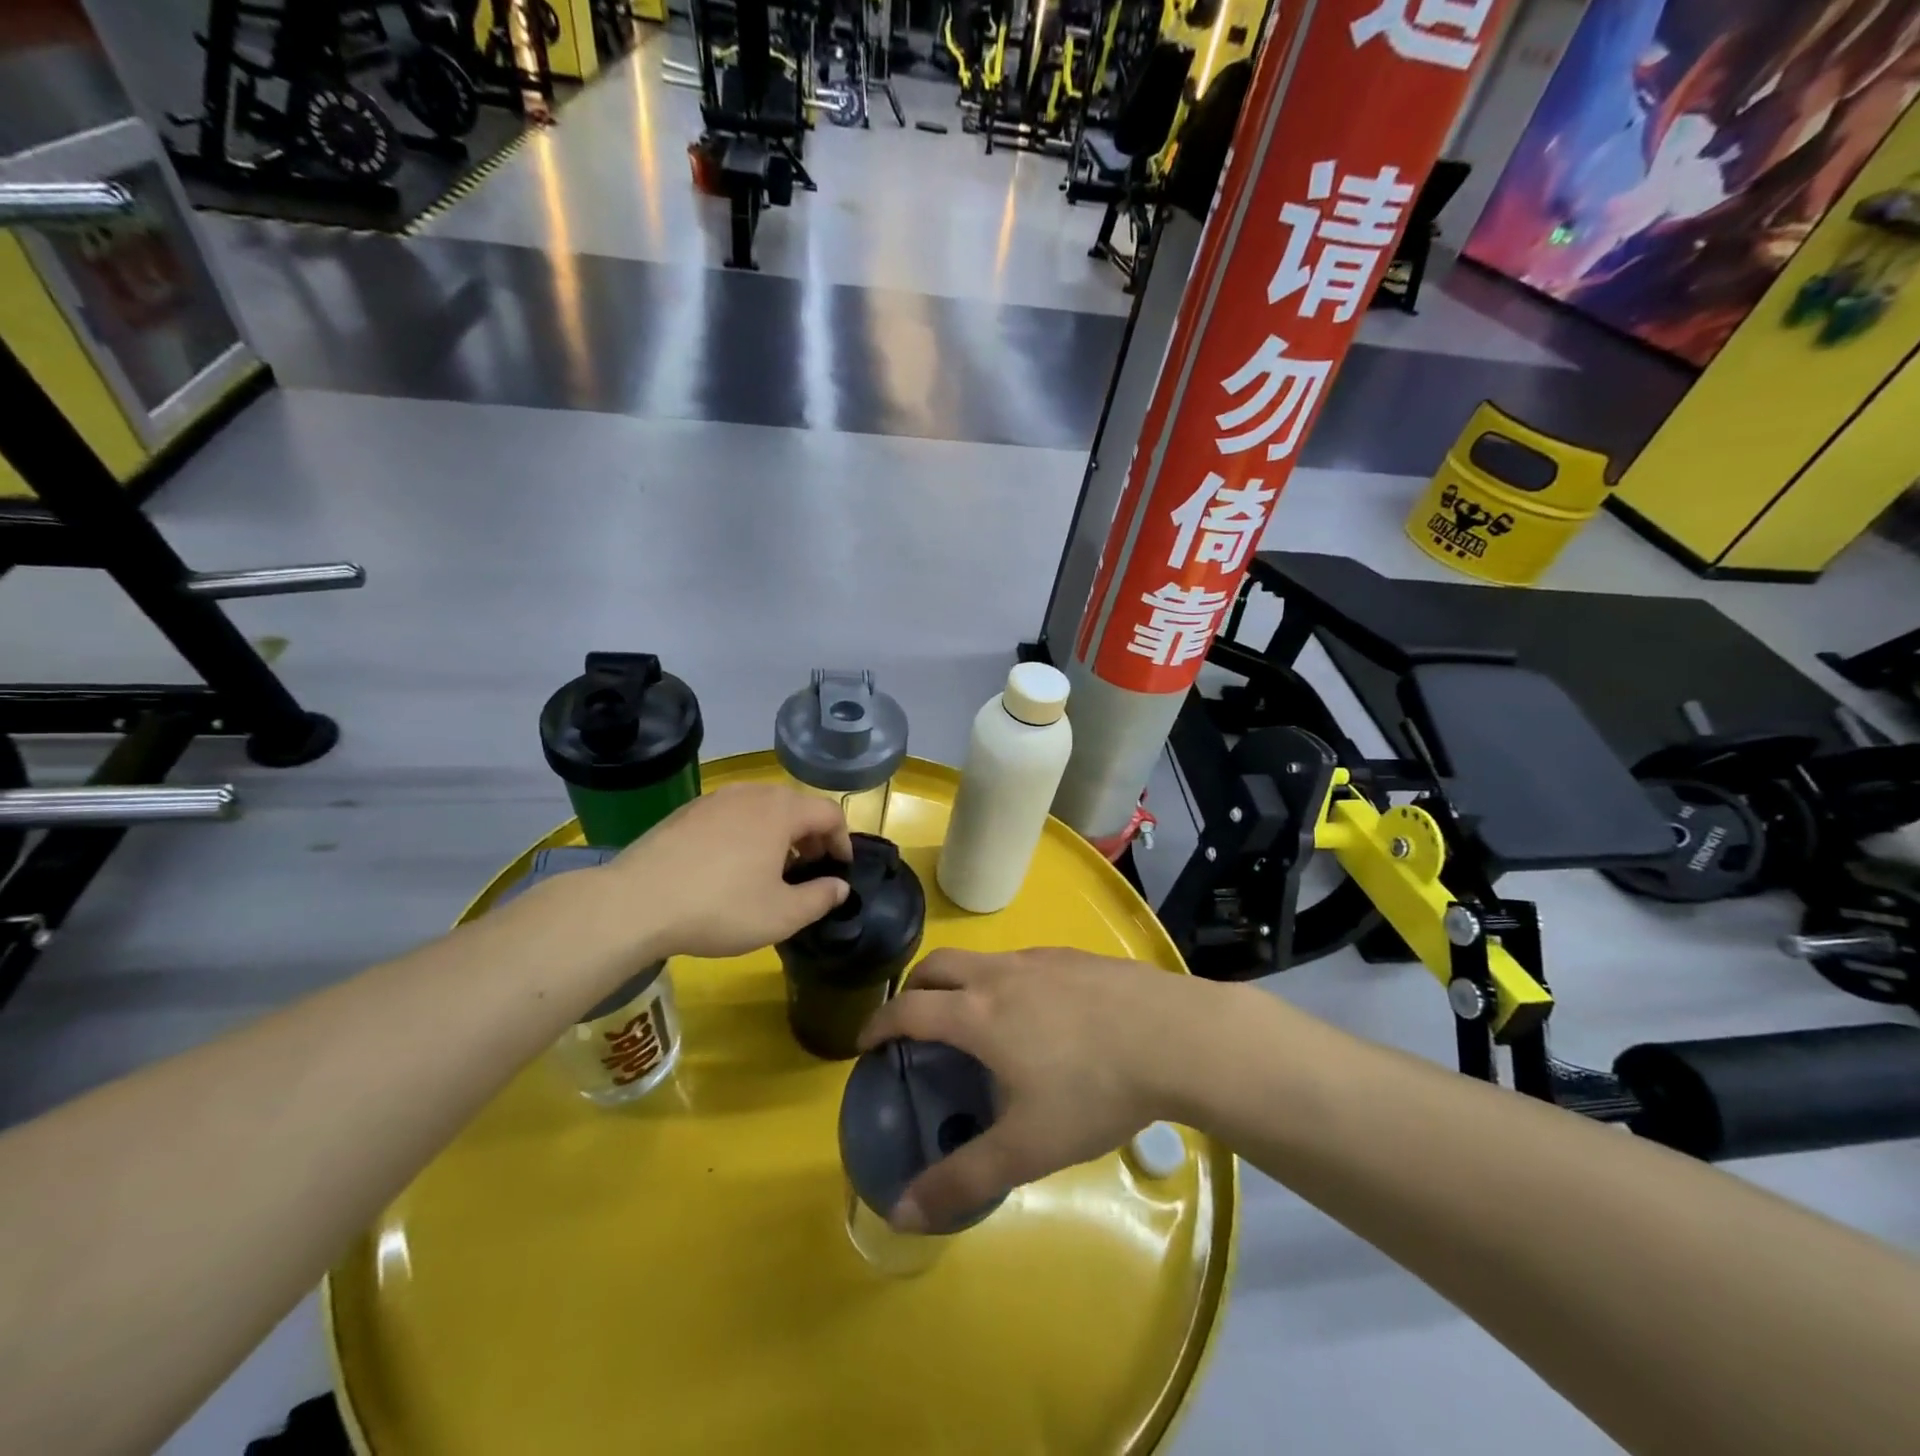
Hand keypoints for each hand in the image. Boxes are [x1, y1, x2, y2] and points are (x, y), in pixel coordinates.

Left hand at [611, 783, 851, 959]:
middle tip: (808, 870)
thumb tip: (840, 887)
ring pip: (763, 807)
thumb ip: (820, 898)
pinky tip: (730, 865)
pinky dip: (746, 832)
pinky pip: (732, 814)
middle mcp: (752, 793)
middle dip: (811, 836)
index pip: (829, 813)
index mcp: (782, 810)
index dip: (842, 841)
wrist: (636, 903)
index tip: (839, 869)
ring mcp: (716, 798)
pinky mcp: (688, 810)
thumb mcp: (782, 915)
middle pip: (796, 806)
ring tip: (771, 868)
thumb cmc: (720, 907)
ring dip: (778, 833)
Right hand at [857, 948, 1218, 1232]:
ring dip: (960, 982)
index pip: (908, 1008)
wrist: (1173, 1036)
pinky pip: (1021, 961)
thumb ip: (962, 1179)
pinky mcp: (1074, 956)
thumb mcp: (1026, 1148)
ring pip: (981, 960)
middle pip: (938, 965)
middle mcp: (1000, 974)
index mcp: (977, 1013)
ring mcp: (1040, 958)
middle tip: (913, 1023)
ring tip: (975, 1020)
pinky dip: (1004, 979)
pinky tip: (1037, 1014)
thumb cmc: (1092, 1090)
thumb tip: (900, 1211)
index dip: (879, 1023)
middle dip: (915, 988)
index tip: (866, 1043)